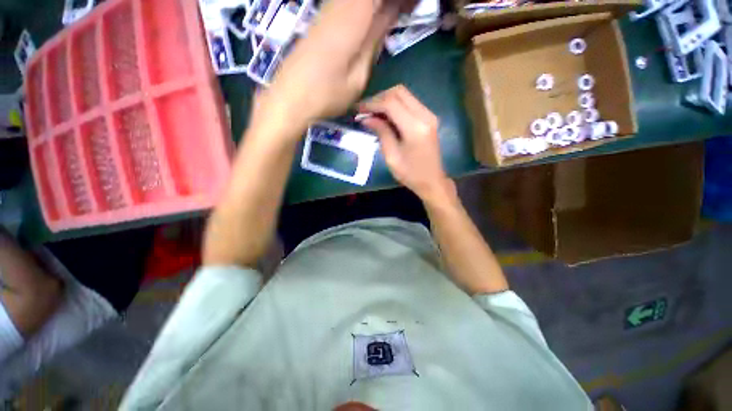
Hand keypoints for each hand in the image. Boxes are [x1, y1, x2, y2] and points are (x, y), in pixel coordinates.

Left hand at [257, 0, 413, 132]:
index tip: (409, 5)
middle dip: (385, 3)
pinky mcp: (319, 22)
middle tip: (403, 10)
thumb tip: (387, 18)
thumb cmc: (326, 96)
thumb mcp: (357, 79)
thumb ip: (372, 45)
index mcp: (351, 20)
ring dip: (374, 6)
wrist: (290, 99)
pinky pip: (345, 4)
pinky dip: (362, 8)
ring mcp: (325, 13)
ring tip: (390, 15)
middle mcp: (338, 8)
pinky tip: (369, 20)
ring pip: (355, 0)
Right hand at [359, 85, 454, 202]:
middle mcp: (425, 115)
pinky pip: (410, 103)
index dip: (372, 103)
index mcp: (415, 127)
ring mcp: (429, 115)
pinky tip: (385, 117)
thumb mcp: (391, 156)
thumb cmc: (410, 174)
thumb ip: (381, 132)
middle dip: (379, 98)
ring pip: (404, 95)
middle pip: (399, 92)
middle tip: (365, 110)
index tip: (358, 109)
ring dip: (386, 100)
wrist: (432, 181)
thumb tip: (366, 117)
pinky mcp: (429, 118)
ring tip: (372, 113)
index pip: (391, 103)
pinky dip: (395, 106)